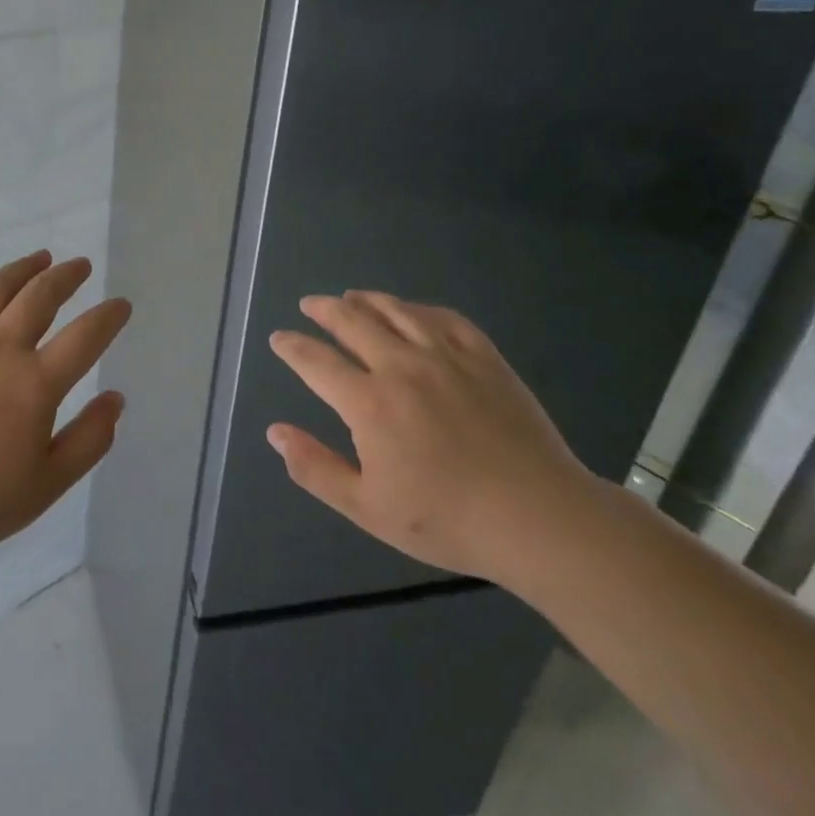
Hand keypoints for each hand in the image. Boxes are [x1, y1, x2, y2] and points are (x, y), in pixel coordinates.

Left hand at [0, 251, 132, 572]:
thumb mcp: (46, 485)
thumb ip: (89, 439)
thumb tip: (116, 398)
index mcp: (35, 383)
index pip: (85, 336)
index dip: (108, 317)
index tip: (120, 306)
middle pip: (40, 296)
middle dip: (66, 276)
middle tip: (80, 265)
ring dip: (22, 269)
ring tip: (39, 258)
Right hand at [266, 293, 595, 581]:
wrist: (539, 518)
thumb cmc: (446, 519)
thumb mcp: (367, 507)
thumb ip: (315, 468)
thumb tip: (275, 432)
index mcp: (369, 402)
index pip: (316, 361)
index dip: (292, 346)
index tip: (279, 338)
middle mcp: (401, 366)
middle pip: (352, 322)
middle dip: (324, 310)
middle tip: (309, 305)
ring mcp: (446, 356)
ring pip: (396, 311)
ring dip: (366, 300)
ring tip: (351, 296)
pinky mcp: (484, 358)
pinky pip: (444, 318)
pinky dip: (419, 308)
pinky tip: (412, 310)